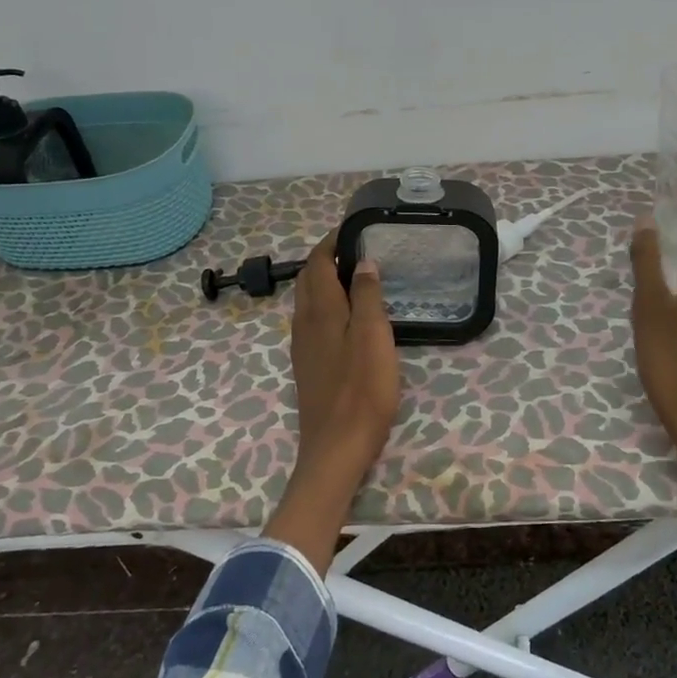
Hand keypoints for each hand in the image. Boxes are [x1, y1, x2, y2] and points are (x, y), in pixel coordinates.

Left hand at [291, 233, 398, 486]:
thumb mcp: (374, 336)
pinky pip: (312, 321)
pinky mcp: (308, 365)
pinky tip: (346, 317)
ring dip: (325, 282)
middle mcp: (304, 323)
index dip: (331, 243)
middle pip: (308, 279)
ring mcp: (303, 346)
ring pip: (308, 301)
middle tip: (357, 250)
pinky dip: (326, 305)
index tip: (353, 230)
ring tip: (356, 278)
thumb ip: (367, 296)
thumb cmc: (362, 389)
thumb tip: (363, 263)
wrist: (336, 447)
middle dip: (326, 259)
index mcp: (320, 310)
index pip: (317, 263)